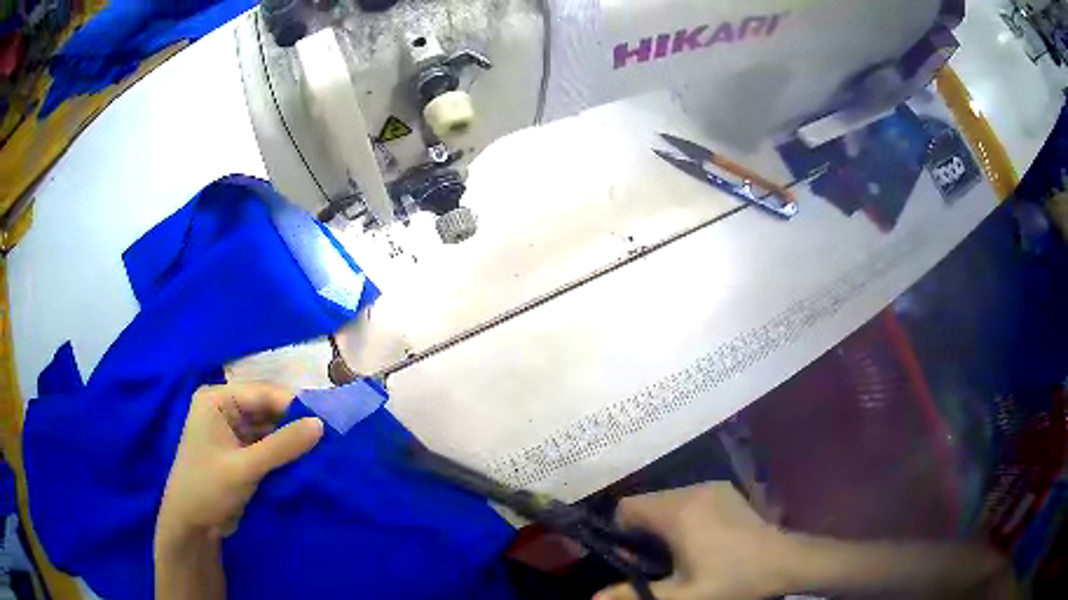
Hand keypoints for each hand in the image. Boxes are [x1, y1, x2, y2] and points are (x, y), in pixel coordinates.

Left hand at [156, 383, 323, 543]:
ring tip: (324, 448)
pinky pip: (267, 447)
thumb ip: (282, 446)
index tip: (328, 419)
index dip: (294, 406)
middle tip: (330, 435)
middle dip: (294, 423)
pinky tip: (306, 460)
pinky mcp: (240, 454)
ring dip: (291, 440)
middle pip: (267, 410)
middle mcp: (225, 410)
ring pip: (269, 430)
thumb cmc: (208, 487)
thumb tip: (321, 424)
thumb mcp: (245, 467)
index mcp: (217, 400)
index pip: (262, 394)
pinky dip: (284, 454)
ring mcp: (233, 432)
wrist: (192, 525)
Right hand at [595, 483, 794, 599]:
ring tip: (682, 552)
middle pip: (647, 503)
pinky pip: (689, 498)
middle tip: (658, 562)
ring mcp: (712, 487)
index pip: (626, 507)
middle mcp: (692, 490)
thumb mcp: (680, 596)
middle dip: (643, 531)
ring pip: (668, 500)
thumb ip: (633, 595)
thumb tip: (592, 598)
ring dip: (664, 523)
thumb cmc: (730, 580)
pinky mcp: (727, 490)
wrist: (783, 561)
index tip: (633, 558)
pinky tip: (703, 539)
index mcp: (677, 512)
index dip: (620, 532)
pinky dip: (684, 515)